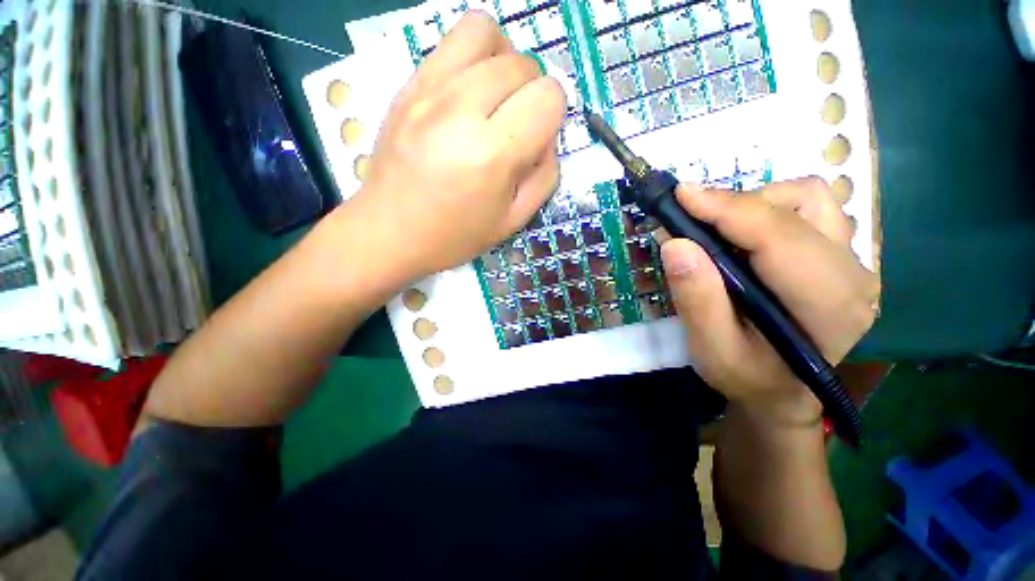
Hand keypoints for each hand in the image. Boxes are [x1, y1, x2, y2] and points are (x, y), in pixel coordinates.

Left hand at [349, 12, 566, 280]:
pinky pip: (450, 42)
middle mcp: (461, 110)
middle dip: (532, 92)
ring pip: (485, 32)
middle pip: (522, 63)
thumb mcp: (514, 221)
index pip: (548, 96)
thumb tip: (547, 137)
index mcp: (492, 153)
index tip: (537, 139)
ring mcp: (427, 91)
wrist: (390, 232)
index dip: (553, 115)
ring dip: (504, 60)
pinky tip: (468, 93)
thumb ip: (545, 176)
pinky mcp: (407, 85)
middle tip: (517, 125)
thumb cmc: (455, 236)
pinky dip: (473, 58)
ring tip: (496, 96)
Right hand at [659, 178, 879, 425]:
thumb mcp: (711, 349)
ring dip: (755, 204)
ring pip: (810, 199)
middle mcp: (854, 276)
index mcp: (827, 307)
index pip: (779, 236)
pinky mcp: (841, 256)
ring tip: (717, 229)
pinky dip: (770, 209)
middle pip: (799, 207)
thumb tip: (675, 243)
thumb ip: (696, 299)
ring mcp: (854, 262)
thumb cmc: (746, 376)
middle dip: (735, 206)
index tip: (681, 196)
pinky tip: (744, 235)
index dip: (727, 209)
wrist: (781, 391)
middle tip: (688, 218)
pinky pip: (811, 209)